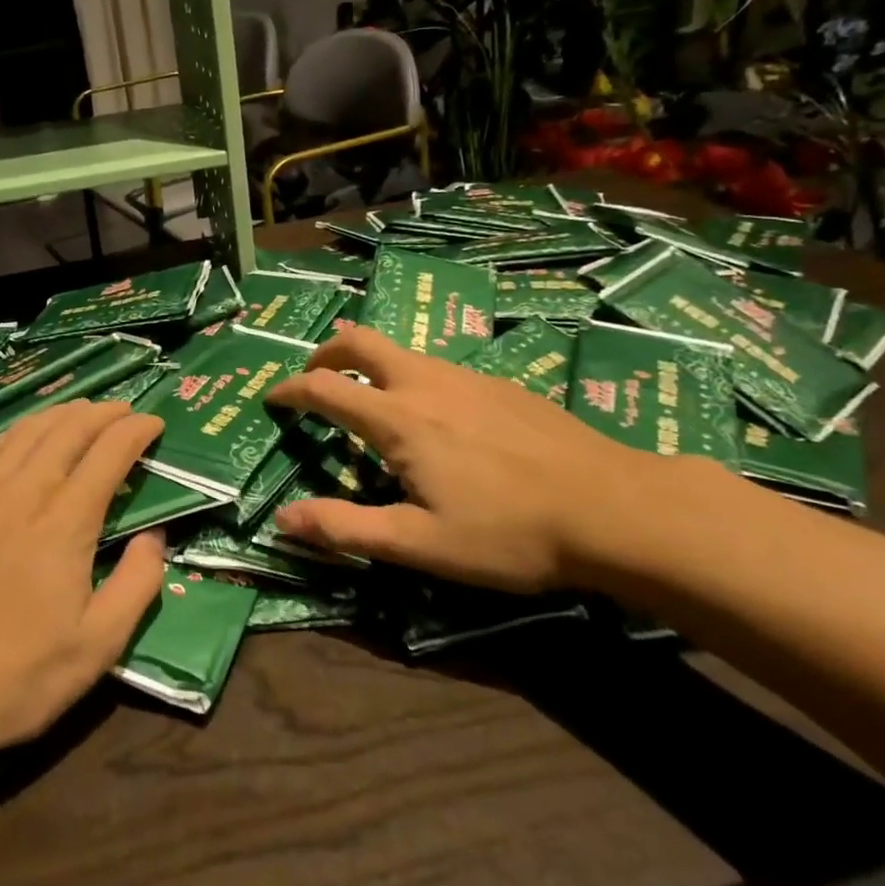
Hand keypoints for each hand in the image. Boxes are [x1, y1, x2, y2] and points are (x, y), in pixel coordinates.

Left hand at [0, 400, 166, 769]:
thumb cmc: (11, 676)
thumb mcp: (95, 647)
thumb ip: (136, 585)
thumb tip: (154, 537)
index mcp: (65, 519)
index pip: (109, 450)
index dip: (137, 429)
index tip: (157, 423)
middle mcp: (25, 490)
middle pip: (70, 427)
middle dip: (105, 412)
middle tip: (127, 412)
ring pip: (30, 428)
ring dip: (65, 412)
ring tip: (86, 412)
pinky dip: (26, 427)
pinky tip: (30, 435)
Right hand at [265, 327, 672, 593]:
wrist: (613, 507)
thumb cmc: (508, 533)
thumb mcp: (420, 544)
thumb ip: (346, 528)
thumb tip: (283, 518)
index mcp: (398, 419)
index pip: (324, 387)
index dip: (290, 389)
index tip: (271, 397)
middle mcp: (425, 383)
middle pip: (361, 341)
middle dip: (326, 351)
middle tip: (313, 374)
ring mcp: (467, 377)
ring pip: (402, 351)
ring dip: (369, 363)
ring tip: (368, 397)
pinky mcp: (499, 384)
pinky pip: (438, 366)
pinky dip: (410, 375)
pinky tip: (435, 416)